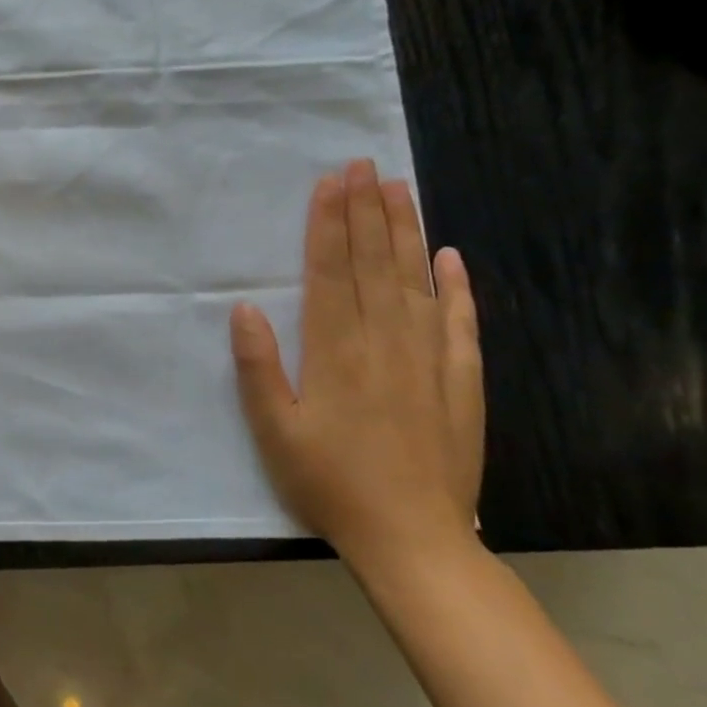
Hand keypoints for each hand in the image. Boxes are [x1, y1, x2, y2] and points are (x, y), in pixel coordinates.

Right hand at [229, 160, 483, 574]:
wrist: (413, 540)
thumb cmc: (329, 482)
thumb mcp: (273, 430)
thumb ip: (258, 366)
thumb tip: (245, 306)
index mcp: (335, 351)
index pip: (331, 271)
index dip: (329, 223)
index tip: (331, 182)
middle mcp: (383, 343)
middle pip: (373, 263)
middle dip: (365, 211)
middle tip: (362, 165)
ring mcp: (428, 360)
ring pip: (415, 281)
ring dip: (405, 232)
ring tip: (398, 189)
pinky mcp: (461, 383)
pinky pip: (461, 325)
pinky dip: (457, 288)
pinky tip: (452, 257)